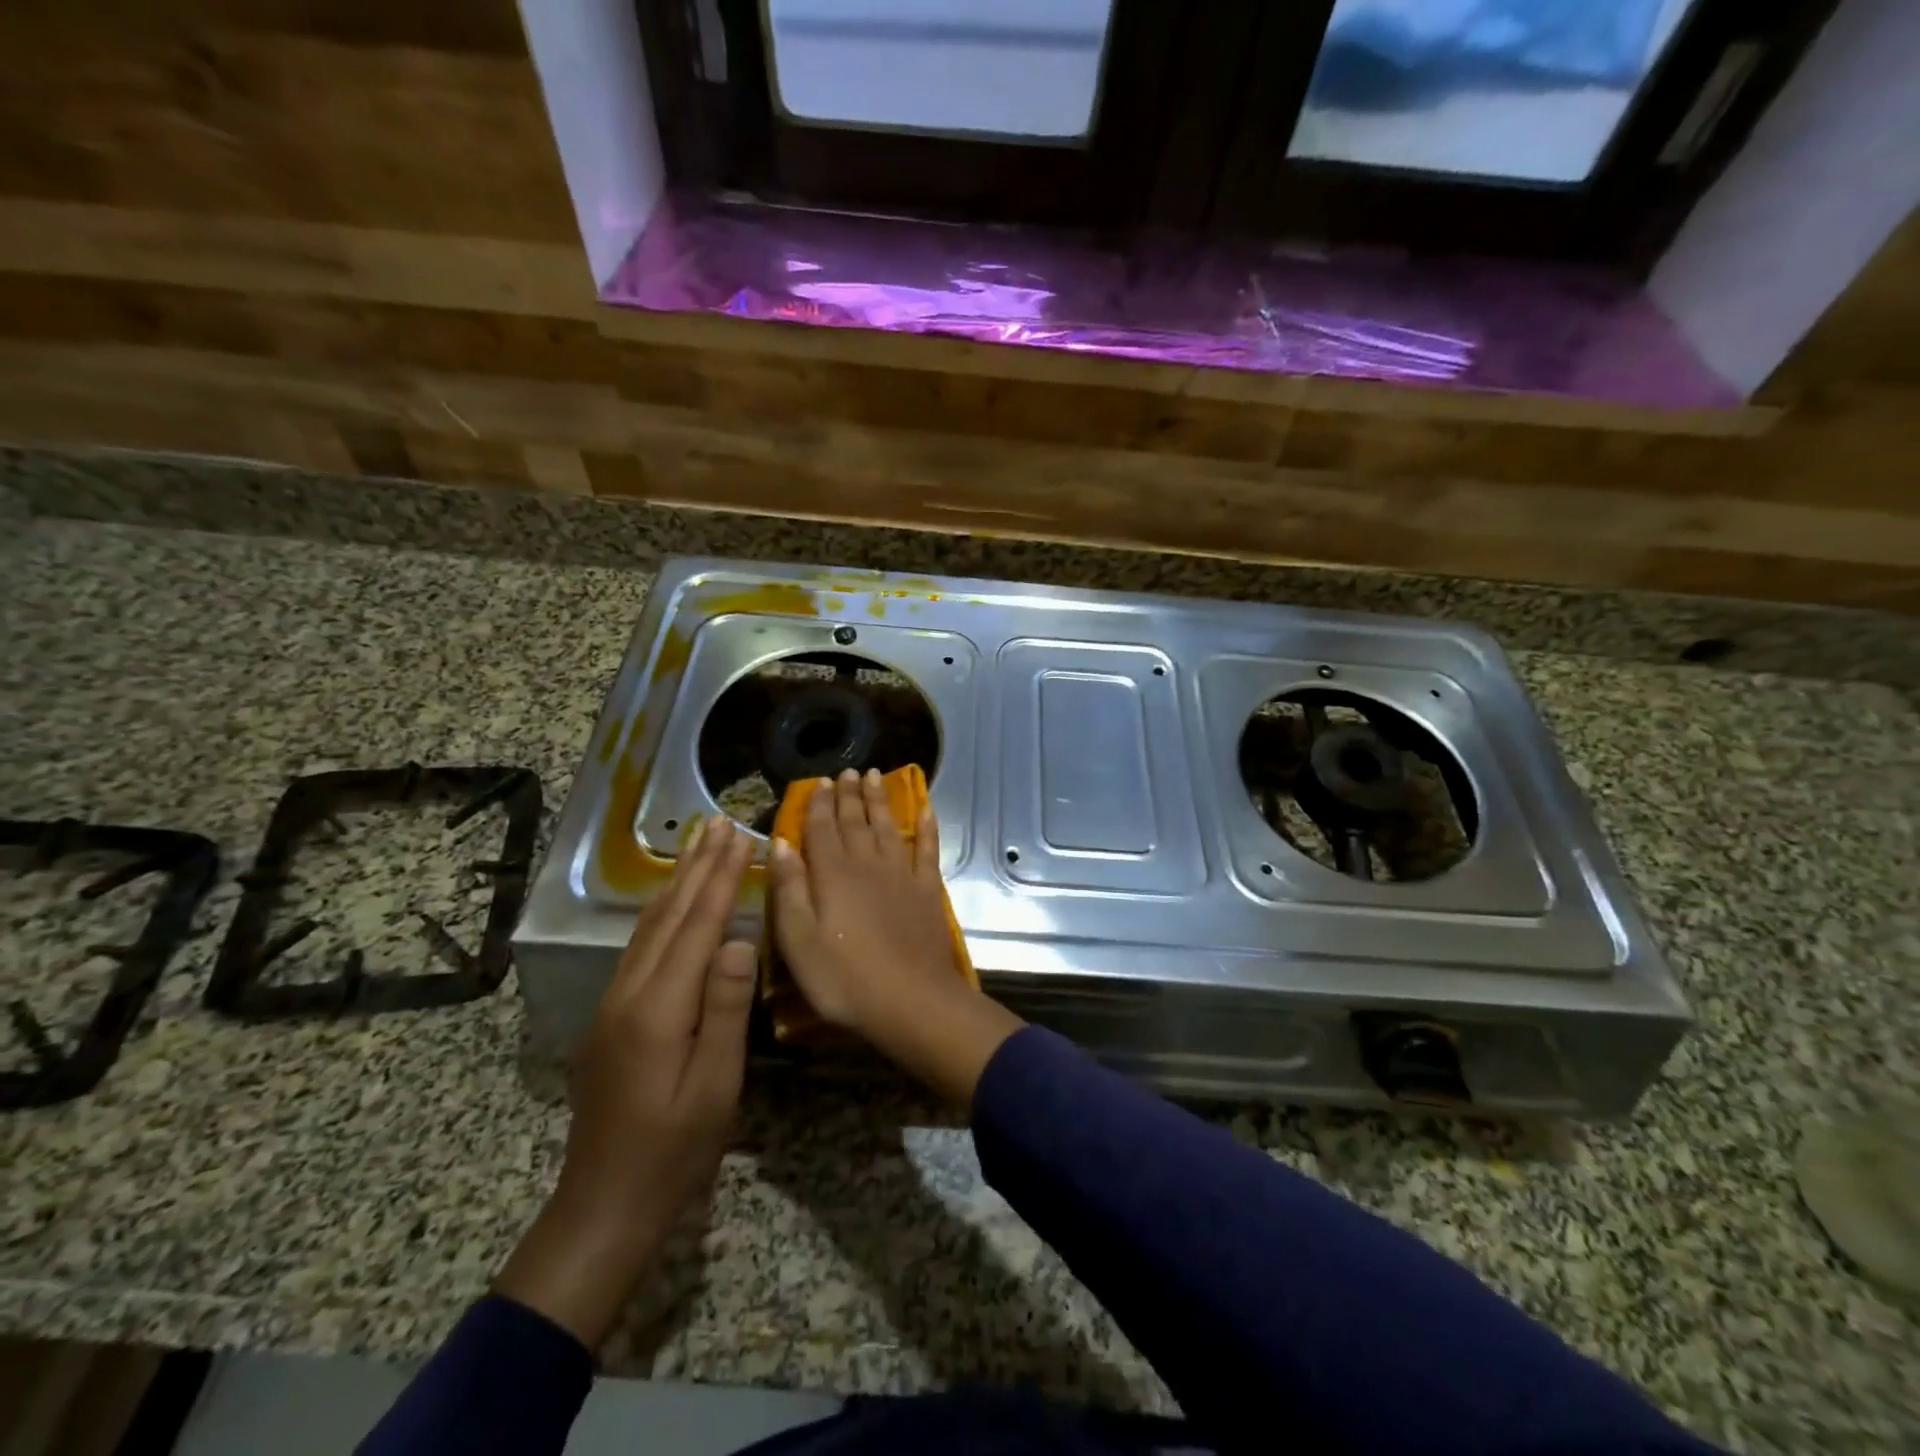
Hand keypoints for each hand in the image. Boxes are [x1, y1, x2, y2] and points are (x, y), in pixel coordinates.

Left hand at [496, 815, 755, 1347]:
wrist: (602, 1206)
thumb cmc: (673, 1150)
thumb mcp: (713, 1086)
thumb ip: (725, 1009)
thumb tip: (738, 939)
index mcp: (658, 1008)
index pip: (697, 925)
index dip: (720, 878)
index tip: (740, 836)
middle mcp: (629, 993)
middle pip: (668, 915)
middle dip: (697, 865)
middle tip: (719, 822)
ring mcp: (614, 1004)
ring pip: (650, 927)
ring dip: (678, 881)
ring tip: (697, 845)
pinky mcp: (612, 1017)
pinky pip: (641, 947)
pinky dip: (663, 912)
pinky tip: (672, 903)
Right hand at [769, 768, 1022, 1106]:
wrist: (910, 999)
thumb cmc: (843, 978)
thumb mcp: (799, 940)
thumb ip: (789, 889)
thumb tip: (781, 843)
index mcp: (832, 875)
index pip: (822, 829)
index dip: (820, 804)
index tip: (820, 782)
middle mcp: (867, 864)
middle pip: (856, 822)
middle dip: (850, 795)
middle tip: (849, 771)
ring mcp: (901, 874)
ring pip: (888, 827)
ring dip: (880, 801)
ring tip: (876, 776)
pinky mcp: (927, 889)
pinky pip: (927, 849)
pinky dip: (927, 827)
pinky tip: (925, 810)